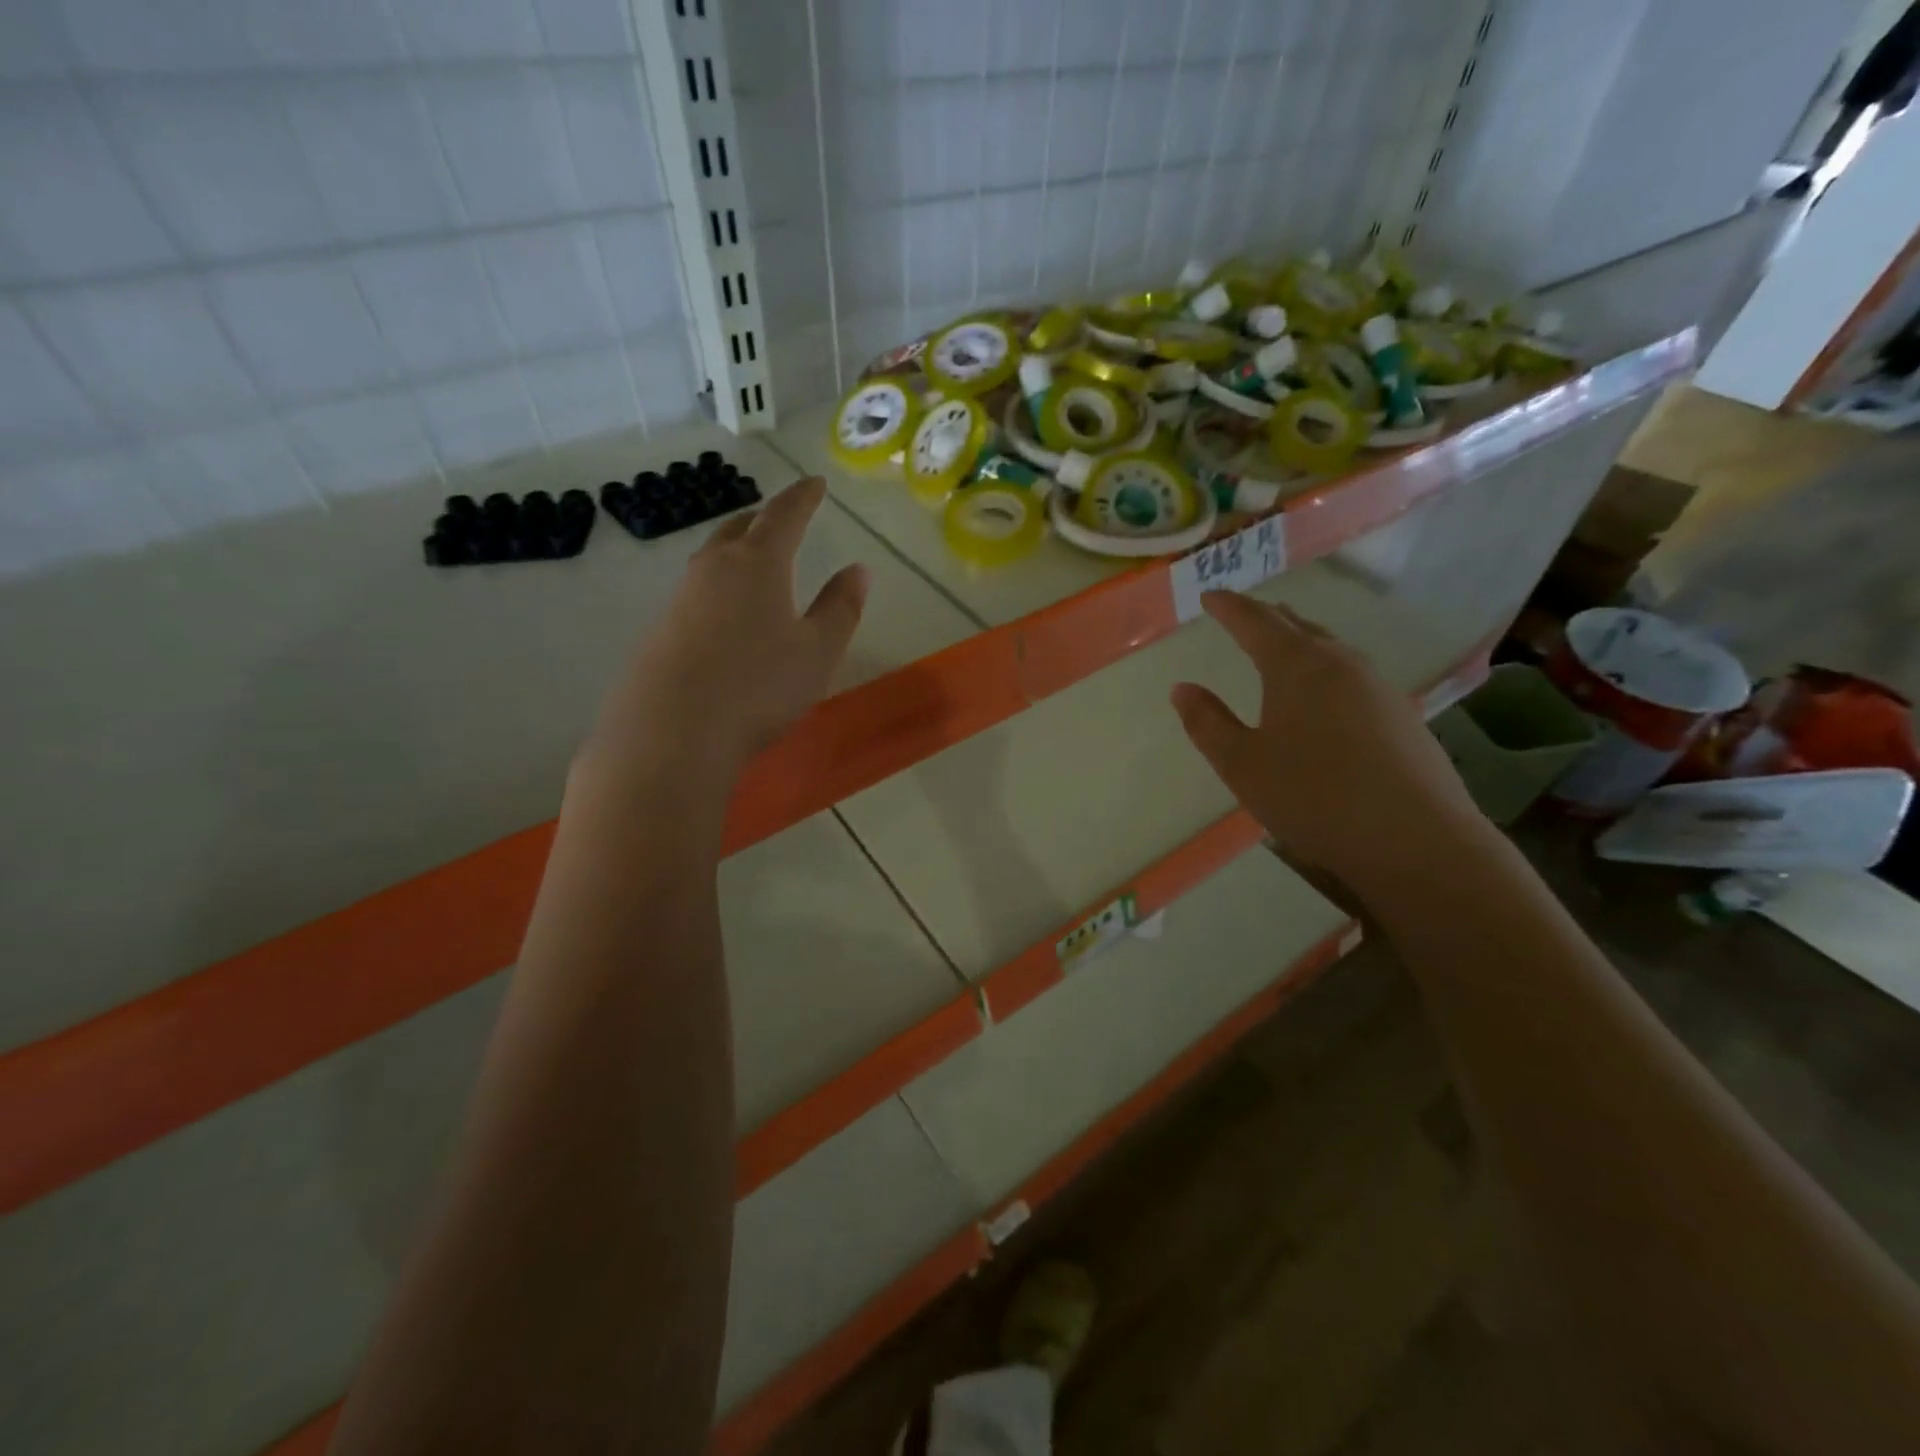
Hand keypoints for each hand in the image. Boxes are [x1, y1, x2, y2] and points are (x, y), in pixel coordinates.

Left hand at [583, 477, 868, 786]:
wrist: (672, 733)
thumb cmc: (759, 686)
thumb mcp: (818, 651)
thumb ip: (840, 608)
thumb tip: (858, 570)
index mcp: (757, 563)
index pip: (784, 516)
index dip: (803, 497)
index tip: (816, 483)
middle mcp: (713, 570)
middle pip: (738, 529)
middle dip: (763, 518)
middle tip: (780, 517)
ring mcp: (680, 600)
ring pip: (712, 560)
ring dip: (735, 550)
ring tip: (752, 559)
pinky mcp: (661, 633)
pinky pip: (696, 594)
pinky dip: (718, 589)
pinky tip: (723, 616)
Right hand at [1169, 592, 1482, 894]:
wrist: (1415, 839)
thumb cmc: (1313, 796)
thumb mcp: (1242, 765)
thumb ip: (1207, 723)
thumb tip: (1182, 689)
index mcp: (1297, 667)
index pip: (1255, 622)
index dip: (1229, 607)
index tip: (1210, 596)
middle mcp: (1342, 665)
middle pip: (1299, 628)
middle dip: (1267, 618)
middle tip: (1244, 613)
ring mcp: (1379, 688)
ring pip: (1331, 651)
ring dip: (1302, 642)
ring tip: (1283, 647)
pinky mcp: (1403, 716)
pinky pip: (1353, 677)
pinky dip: (1327, 671)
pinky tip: (1326, 697)